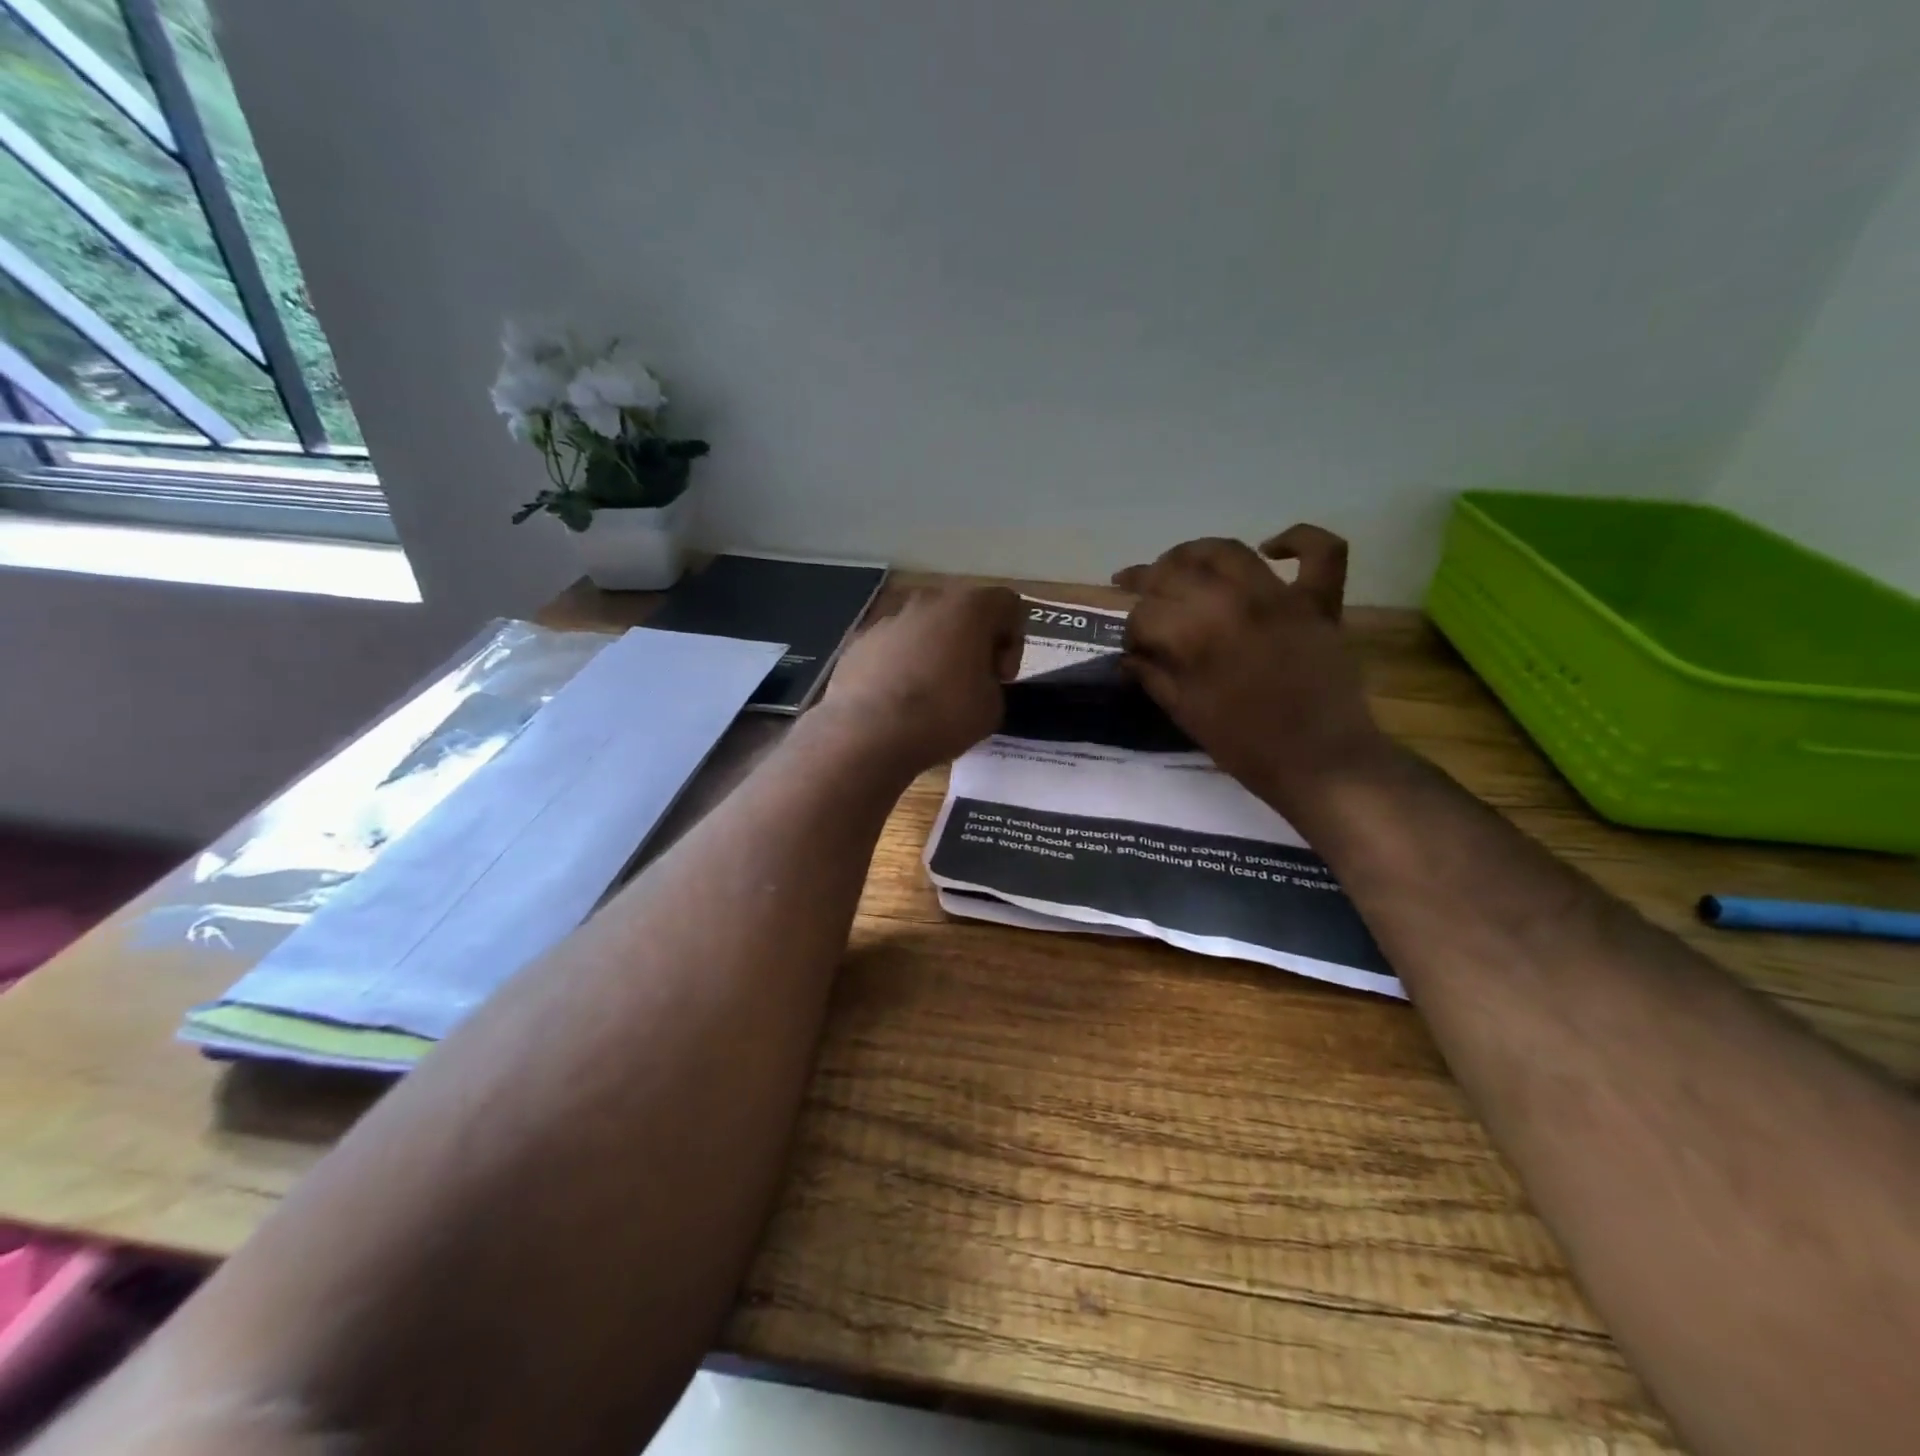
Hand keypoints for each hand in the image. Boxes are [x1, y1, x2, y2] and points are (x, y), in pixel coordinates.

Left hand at [817, 585, 1026, 773]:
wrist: (869, 734)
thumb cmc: (943, 716)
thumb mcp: (992, 706)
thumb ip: (992, 680)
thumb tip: (975, 680)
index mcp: (968, 608)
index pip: (1008, 603)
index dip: (1014, 640)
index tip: (1001, 676)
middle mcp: (927, 602)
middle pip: (962, 611)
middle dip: (972, 642)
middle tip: (971, 683)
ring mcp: (888, 620)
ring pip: (924, 628)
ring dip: (934, 652)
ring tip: (930, 695)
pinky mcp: (858, 642)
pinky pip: (892, 648)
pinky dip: (901, 666)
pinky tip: (897, 701)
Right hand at [1114, 526, 1389, 815]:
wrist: (1320, 762)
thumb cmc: (1246, 746)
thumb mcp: (1186, 714)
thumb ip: (1153, 677)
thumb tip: (1129, 657)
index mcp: (1195, 635)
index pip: (1145, 615)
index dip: (1131, 631)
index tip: (1132, 650)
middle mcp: (1232, 601)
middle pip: (1176, 572)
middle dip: (1146, 581)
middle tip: (1135, 592)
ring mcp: (1280, 597)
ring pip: (1228, 550)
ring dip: (1194, 552)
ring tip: (1179, 564)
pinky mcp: (1319, 602)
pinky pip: (1319, 552)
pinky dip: (1297, 539)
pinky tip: (1271, 547)